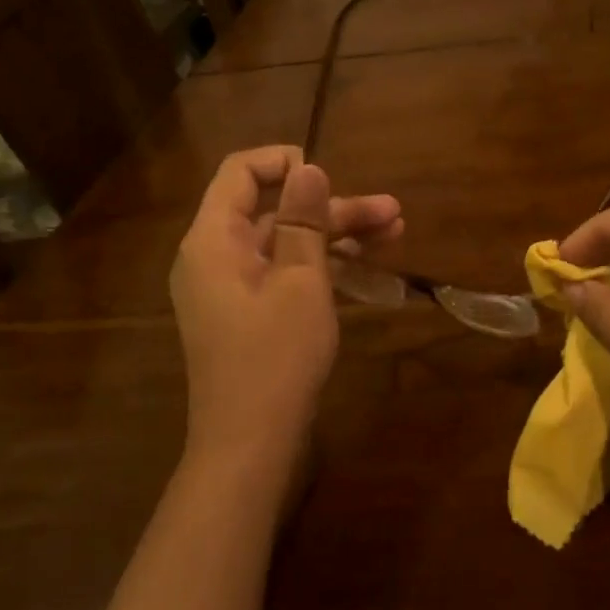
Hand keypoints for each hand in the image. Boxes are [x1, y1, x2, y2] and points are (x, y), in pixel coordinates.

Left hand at [170, 146, 400, 478]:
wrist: (250, 446)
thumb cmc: (276, 357)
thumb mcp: (301, 281)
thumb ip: (303, 220)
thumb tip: (308, 168)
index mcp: (214, 239)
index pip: (240, 173)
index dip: (284, 163)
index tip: (330, 174)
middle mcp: (215, 256)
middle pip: (274, 211)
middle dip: (333, 209)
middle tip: (392, 214)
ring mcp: (230, 287)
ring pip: (285, 243)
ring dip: (337, 237)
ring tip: (395, 234)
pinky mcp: (247, 313)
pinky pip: (282, 272)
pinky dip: (320, 266)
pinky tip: (365, 268)